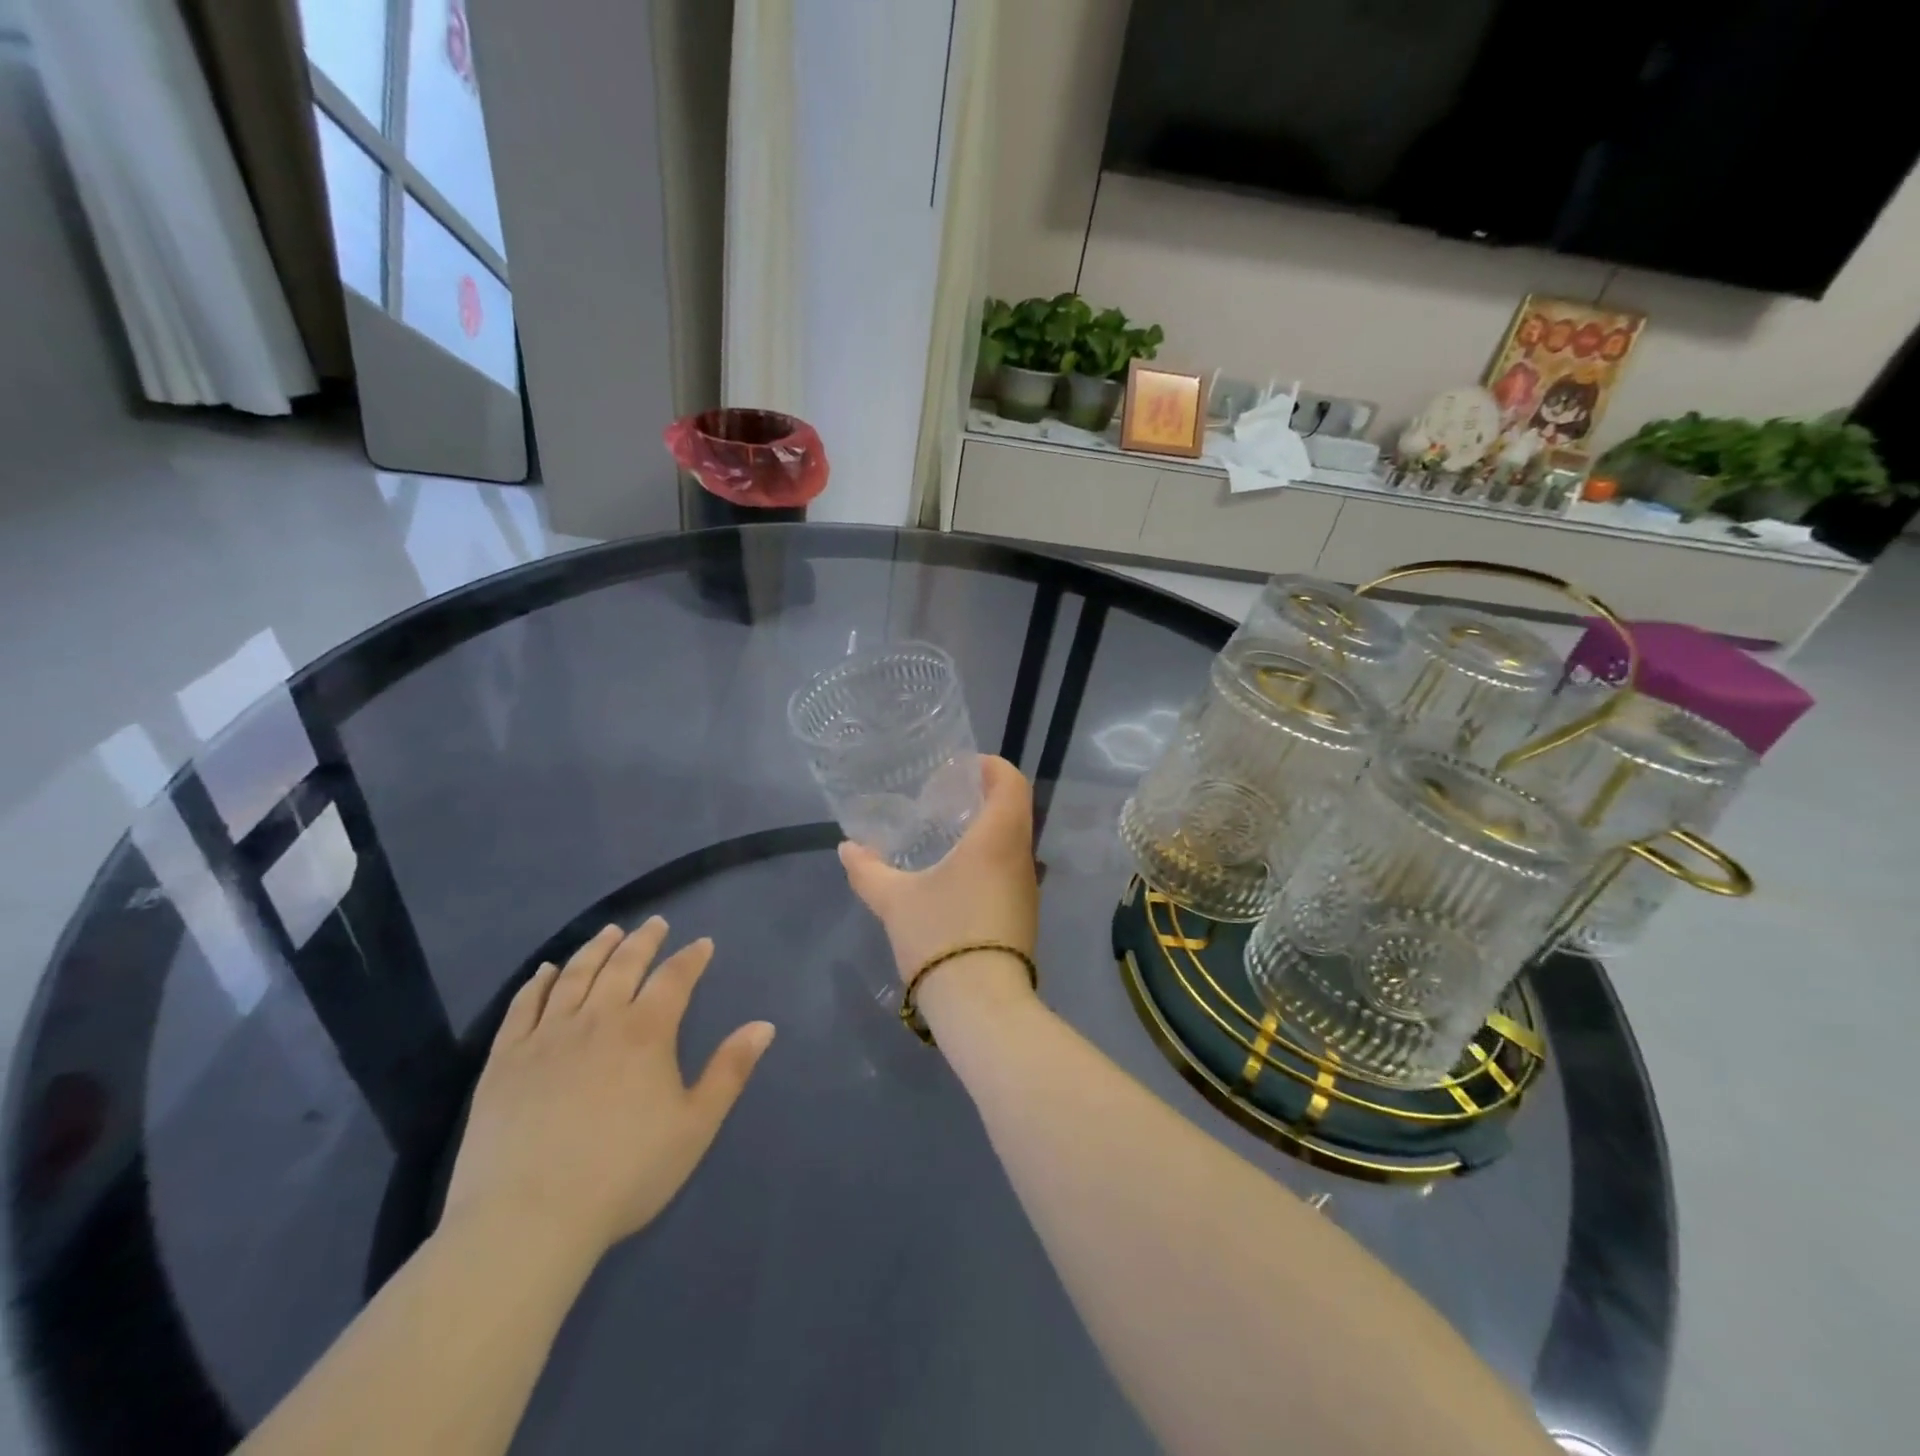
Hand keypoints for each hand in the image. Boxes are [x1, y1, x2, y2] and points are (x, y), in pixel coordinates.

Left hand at [442, 921, 774, 1260]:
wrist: (528, 1220)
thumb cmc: (624, 1174)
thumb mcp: (695, 1126)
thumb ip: (730, 1071)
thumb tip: (764, 1025)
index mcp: (646, 1032)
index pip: (674, 979)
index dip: (691, 958)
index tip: (702, 944)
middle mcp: (597, 1020)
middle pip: (623, 966)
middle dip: (643, 941)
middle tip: (655, 923)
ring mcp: (546, 1037)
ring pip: (575, 976)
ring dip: (596, 949)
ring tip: (609, 932)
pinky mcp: (504, 1060)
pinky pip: (523, 1007)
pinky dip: (537, 983)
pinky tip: (546, 971)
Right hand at [838, 755, 1039, 1015]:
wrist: (981, 1005)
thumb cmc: (940, 935)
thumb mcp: (895, 900)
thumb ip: (868, 870)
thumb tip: (847, 848)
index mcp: (996, 838)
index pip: (1011, 782)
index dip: (992, 766)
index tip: (962, 767)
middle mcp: (1020, 856)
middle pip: (1015, 809)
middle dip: (986, 795)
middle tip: (947, 797)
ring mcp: (1027, 888)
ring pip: (1015, 841)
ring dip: (989, 828)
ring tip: (948, 833)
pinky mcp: (1024, 914)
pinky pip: (1011, 868)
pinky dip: (990, 857)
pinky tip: (959, 875)